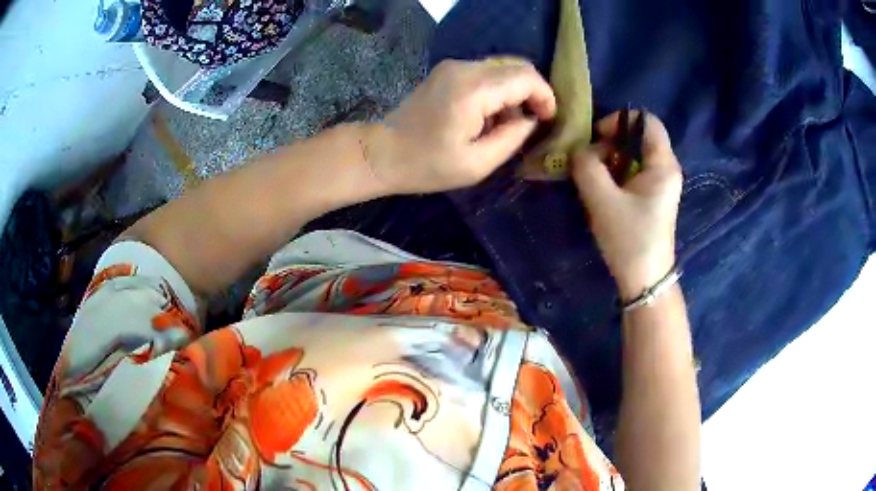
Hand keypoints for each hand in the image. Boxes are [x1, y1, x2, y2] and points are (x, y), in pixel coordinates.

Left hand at [367, 58, 555, 193]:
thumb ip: (512, 138)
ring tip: (509, 124)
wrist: (383, 153)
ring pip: (502, 68)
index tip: (548, 119)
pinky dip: (497, 90)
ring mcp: (453, 66)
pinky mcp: (447, 71)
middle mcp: (464, 68)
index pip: (525, 77)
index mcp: (473, 89)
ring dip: (514, 92)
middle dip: (533, 92)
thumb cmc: (427, 165)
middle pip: (516, 66)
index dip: (545, 96)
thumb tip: (529, 120)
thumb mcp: (477, 163)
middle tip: (534, 121)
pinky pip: (485, 73)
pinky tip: (490, 116)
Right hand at [571, 111, 682, 300]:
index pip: (645, 120)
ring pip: (633, 155)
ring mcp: (660, 184)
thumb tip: (578, 149)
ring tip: (591, 177)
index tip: (597, 138)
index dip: (618, 121)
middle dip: (609, 143)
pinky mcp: (652, 198)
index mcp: (663, 164)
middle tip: (588, 161)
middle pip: (637, 137)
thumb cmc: (629, 239)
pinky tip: (601, 191)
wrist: (644, 281)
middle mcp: (666, 169)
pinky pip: (632, 172)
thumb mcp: (602, 200)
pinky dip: (614, 174)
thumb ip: (586, 166)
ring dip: (609, 160)